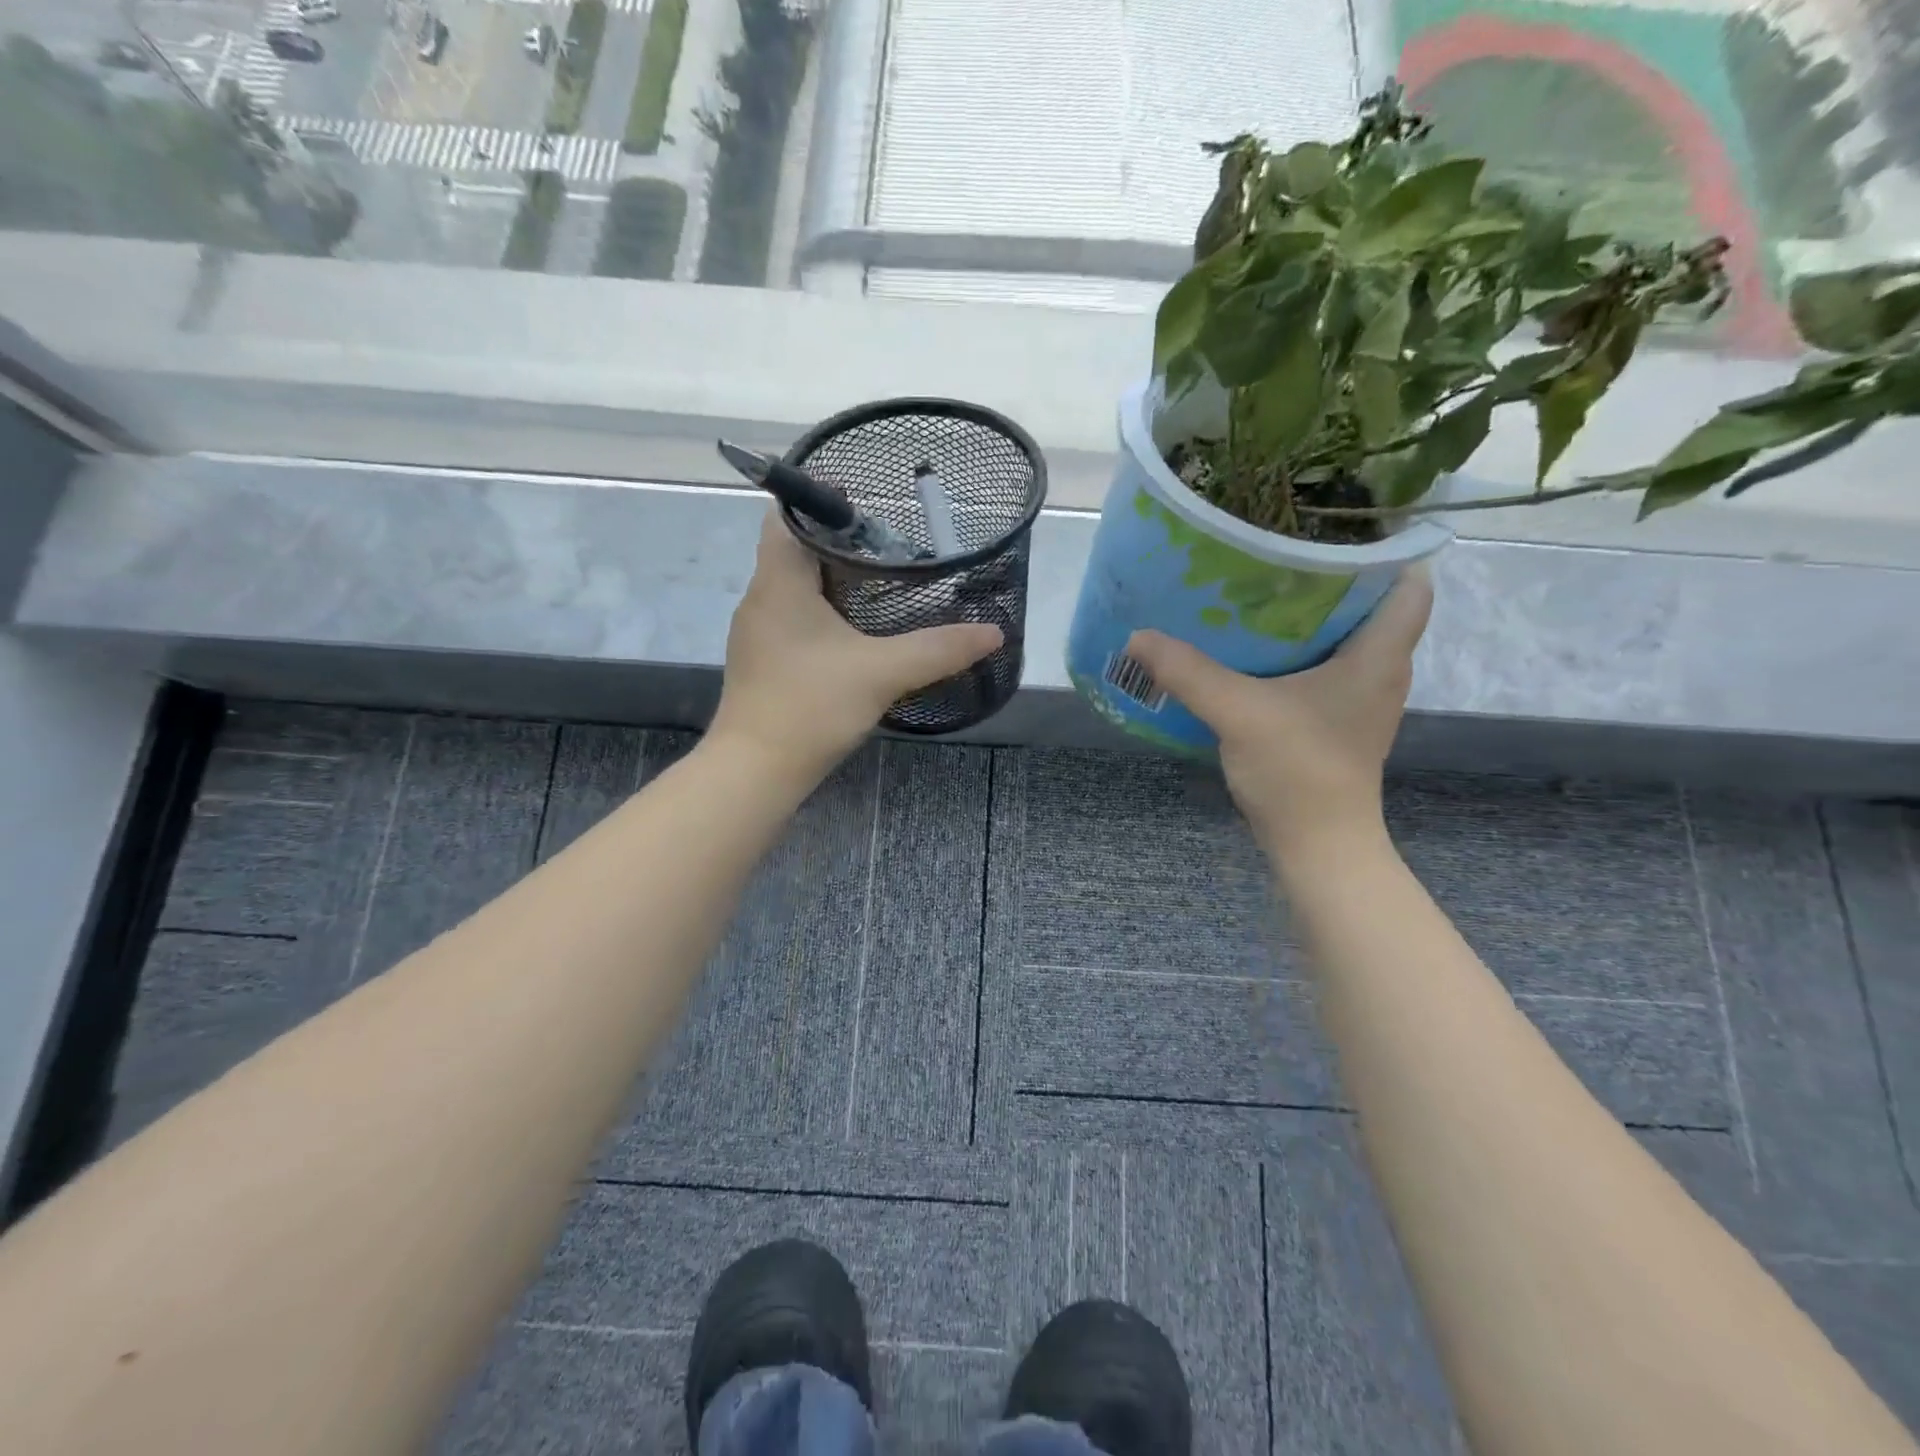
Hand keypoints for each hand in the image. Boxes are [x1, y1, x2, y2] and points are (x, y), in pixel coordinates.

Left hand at [707, 510, 1003, 785]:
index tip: (866, 501)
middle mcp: (761, 598)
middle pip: (794, 548)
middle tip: (891, 541)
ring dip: (832, 578)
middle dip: (839, 540)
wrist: (755, 771)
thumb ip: (938, 649)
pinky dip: (824, 611)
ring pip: (795, 586)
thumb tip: (994, 633)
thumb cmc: (810, 707)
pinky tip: (858, 631)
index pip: (787, 515)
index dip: (821, 499)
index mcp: (779, 582)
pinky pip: (794, 618)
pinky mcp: (765, 661)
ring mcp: (758, 632)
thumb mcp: (882, 673)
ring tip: (882, 580)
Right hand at [1123, 569, 1432, 859]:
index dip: (1385, 550)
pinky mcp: (1335, 721)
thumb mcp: (1239, 713)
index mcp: (1378, 655)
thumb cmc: (1299, 772)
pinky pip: (1323, 667)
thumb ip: (1189, 672)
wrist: (1317, 846)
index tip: (1335, 529)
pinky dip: (1295, 651)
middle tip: (1278, 552)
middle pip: (1371, 605)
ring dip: (1309, 615)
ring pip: (1345, 638)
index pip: (1410, 584)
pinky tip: (1253, 650)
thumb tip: (1138, 636)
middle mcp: (1379, 670)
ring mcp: (1359, 699)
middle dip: (1331, 575)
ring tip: (1260, 590)